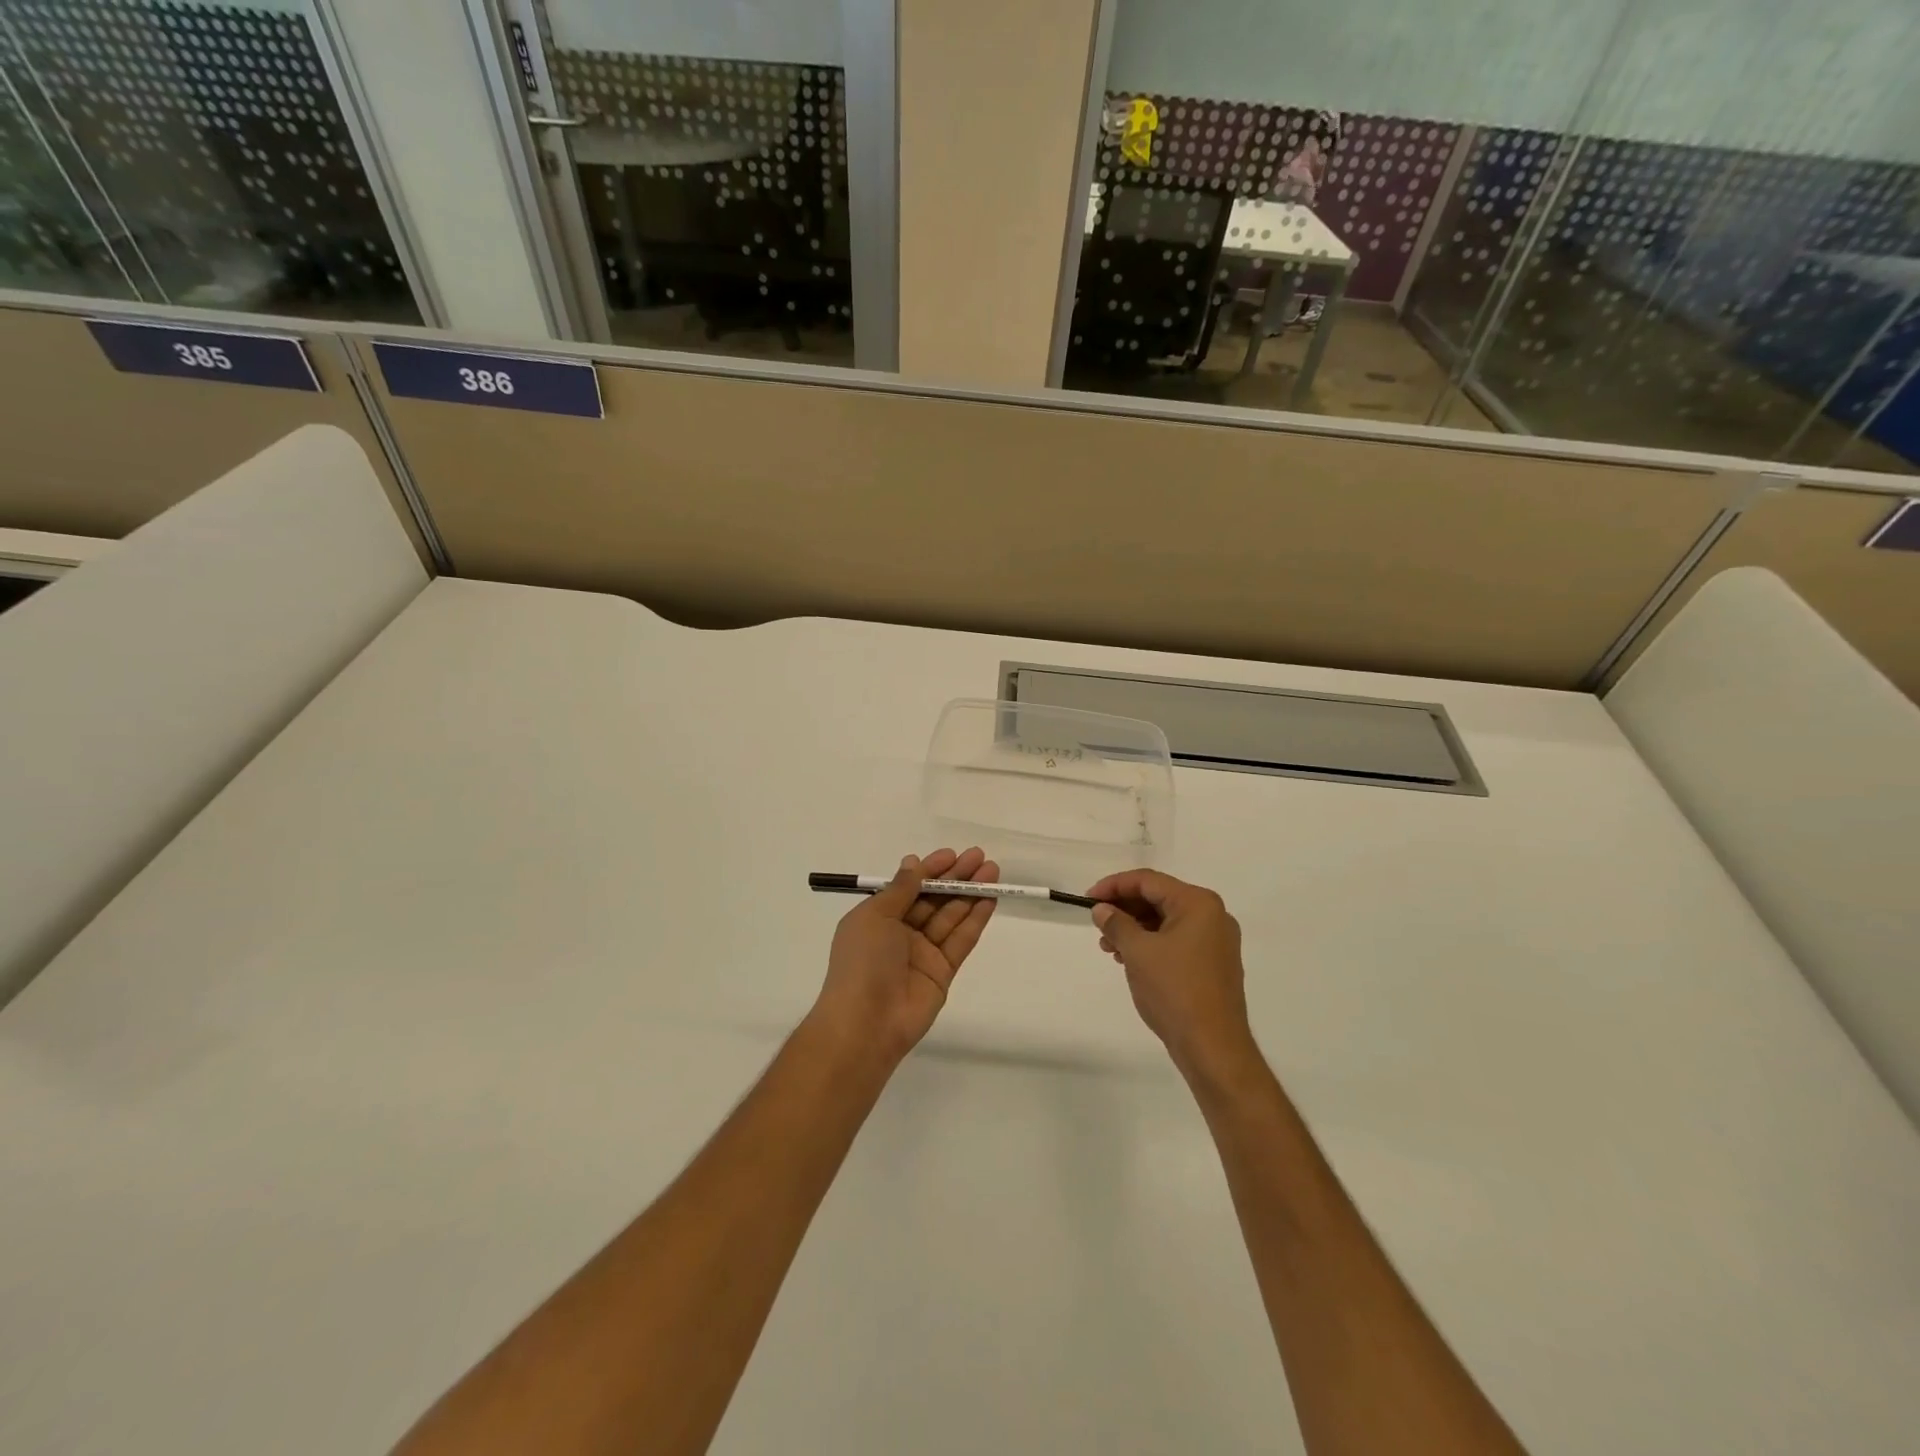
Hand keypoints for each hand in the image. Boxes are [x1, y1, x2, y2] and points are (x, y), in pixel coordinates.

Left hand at [811, 848, 998, 1068]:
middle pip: (933, 899)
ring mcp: (923, 953)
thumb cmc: (863, 962)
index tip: (953, 854)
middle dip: (956, 877)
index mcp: (878, 918)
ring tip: (993, 871)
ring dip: (971, 893)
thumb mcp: (875, 916)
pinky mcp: (943, 972)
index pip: (909, 886)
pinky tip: (990, 899)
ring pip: (951, 916)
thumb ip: (901, 890)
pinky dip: (975, 919)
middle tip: (980, 857)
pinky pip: (961, 940)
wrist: (866, 1023)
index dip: (930, 869)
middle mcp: (901, 933)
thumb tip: (912, 862)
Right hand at [1086, 870, 1256, 1085]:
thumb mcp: (1137, 952)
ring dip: (1135, 929)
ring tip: (1108, 947)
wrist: (1213, 1046)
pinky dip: (1151, 944)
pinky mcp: (1214, 964)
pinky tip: (1129, 959)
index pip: (1148, 881)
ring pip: (1166, 921)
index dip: (1114, 886)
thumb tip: (1102, 910)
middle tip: (1097, 924)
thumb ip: (1116, 923)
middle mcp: (1213, 916)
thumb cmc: (1174, 990)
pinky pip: (1176, 941)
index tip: (1088, 900)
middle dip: (1124, 909)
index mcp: (1198, 904)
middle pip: (1159, 899)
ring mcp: (1216, 941)